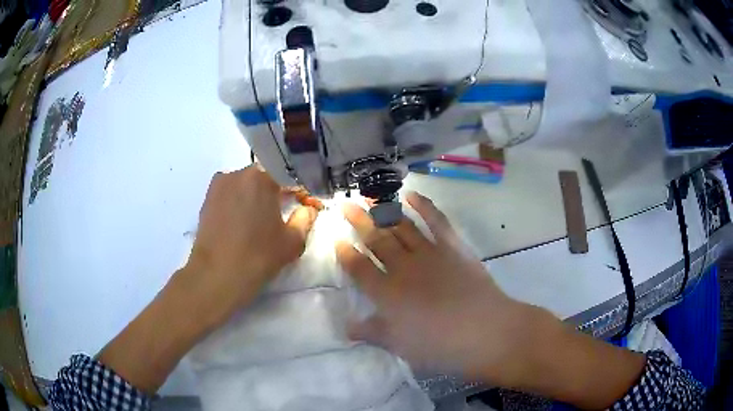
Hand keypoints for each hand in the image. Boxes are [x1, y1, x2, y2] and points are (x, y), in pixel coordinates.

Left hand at [180, 166, 318, 326]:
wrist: (216, 275)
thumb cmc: (258, 256)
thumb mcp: (292, 241)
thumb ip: (305, 219)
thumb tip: (308, 208)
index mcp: (262, 177)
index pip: (289, 177)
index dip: (301, 191)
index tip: (307, 205)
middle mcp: (238, 173)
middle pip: (265, 177)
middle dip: (277, 191)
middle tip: (284, 211)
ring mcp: (219, 184)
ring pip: (245, 184)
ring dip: (256, 196)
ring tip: (261, 218)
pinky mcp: (207, 199)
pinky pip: (230, 194)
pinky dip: (239, 202)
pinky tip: (242, 221)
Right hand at [336, 192, 645, 407]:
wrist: (487, 333)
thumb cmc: (441, 346)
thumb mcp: (401, 346)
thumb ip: (373, 333)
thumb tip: (347, 328)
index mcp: (388, 293)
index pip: (359, 268)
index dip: (346, 253)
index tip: (336, 240)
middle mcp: (403, 268)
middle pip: (376, 239)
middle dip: (358, 221)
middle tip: (344, 203)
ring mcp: (429, 253)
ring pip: (401, 226)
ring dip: (383, 210)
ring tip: (369, 196)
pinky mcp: (453, 247)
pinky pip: (436, 220)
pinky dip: (424, 205)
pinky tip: (411, 195)